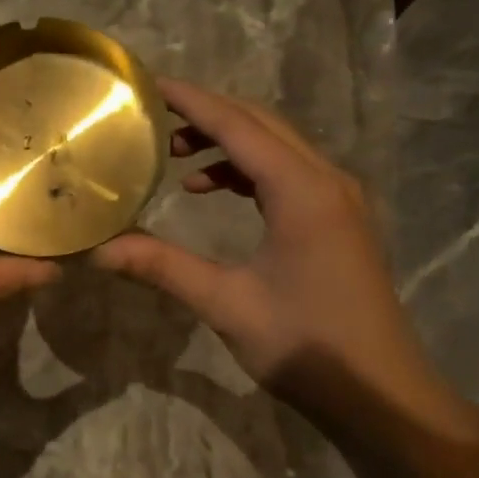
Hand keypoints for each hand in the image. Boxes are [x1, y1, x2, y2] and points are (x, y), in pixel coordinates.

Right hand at [91, 78, 478, 451]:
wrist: (381, 393)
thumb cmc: (305, 345)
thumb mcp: (226, 304)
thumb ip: (162, 266)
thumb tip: (97, 249)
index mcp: (302, 190)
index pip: (238, 125)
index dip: (191, 101)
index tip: (148, 85)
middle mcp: (326, 179)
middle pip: (260, 124)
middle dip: (206, 114)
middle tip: (152, 118)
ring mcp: (338, 198)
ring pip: (276, 146)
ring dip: (226, 141)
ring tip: (173, 156)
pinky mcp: (338, 219)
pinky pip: (287, 172)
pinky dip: (247, 169)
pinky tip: (212, 190)